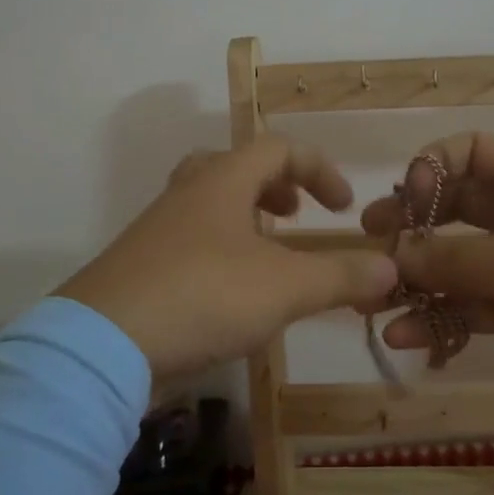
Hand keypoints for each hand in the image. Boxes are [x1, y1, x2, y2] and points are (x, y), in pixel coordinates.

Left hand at [56, 137, 398, 377]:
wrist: (102, 345)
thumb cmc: (204, 296)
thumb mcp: (285, 287)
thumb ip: (341, 276)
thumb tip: (390, 269)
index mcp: (222, 181)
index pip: (278, 149)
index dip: (319, 169)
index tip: (343, 206)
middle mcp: (187, 194)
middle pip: (234, 167)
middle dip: (275, 187)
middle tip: (295, 215)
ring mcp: (157, 231)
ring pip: (208, 205)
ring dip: (246, 220)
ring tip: (270, 256)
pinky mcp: (139, 268)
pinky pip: (189, 242)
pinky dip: (220, 252)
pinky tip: (232, 295)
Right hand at [362, 132, 493, 419]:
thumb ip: (450, 258)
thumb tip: (393, 256)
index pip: (471, 151)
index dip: (431, 167)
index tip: (403, 200)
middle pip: (455, 209)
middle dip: (412, 228)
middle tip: (371, 245)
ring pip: (459, 262)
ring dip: (420, 281)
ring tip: (375, 302)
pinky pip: (473, 304)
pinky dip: (442, 317)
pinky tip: (407, 338)